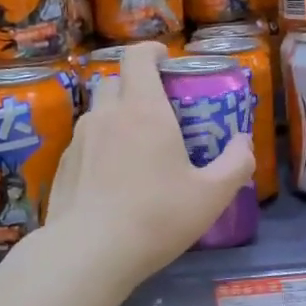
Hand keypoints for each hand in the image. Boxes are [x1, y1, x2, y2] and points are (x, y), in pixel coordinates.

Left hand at [47, 42, 254, 286]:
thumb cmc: (156, 217)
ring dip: (117, 117)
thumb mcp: (211, 196)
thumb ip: (235, 165)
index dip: (152, 51)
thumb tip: (243, 143)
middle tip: (158, 110)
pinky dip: (100, 147)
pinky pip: (84, 143)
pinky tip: (111, 180)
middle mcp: (107, 115)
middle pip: (116, 81)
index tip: (166, 59)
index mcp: (144, 111)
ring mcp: (78, 141)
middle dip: (136, 85)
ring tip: (136, 148)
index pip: (138, 57)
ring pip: (98, 113)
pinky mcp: (62, 167)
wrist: (88, 254)